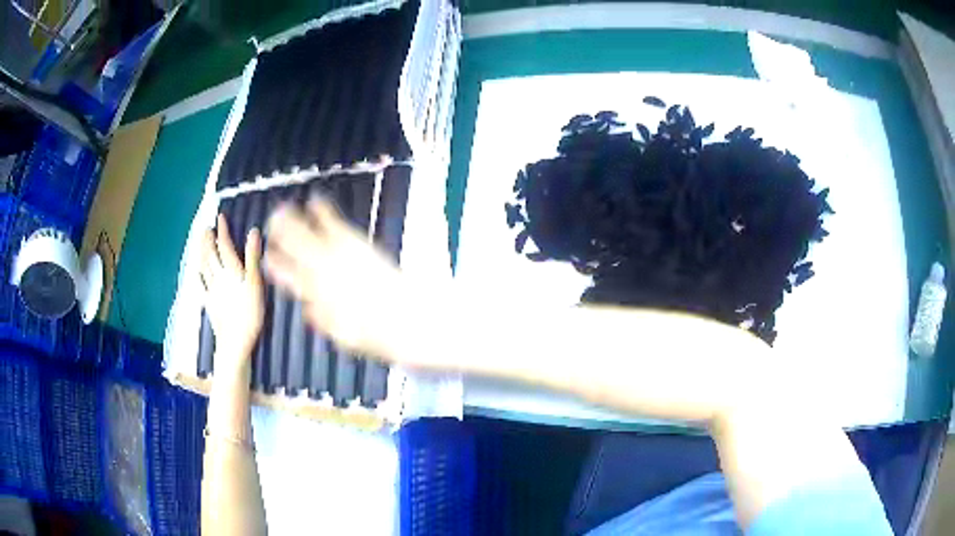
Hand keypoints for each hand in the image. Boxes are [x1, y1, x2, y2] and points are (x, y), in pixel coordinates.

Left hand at [200, 214, 264, 368]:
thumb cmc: (249, 315)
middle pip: (210, 254)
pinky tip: (196, 272)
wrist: (234, 343)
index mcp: (231, 270)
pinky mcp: (209, 303)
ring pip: (203, 266)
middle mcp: (218, 277)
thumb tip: (253, 231)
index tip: (221, 217)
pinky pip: (201, 285)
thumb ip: (253, 258)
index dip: (223, 230)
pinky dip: (198, 274)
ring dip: (201, 251)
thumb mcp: (255, 285)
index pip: (225, 245)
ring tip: (199, 241)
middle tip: (206, 227)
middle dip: (208, 239)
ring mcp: (211, 290)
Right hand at [263, 197, 403, 356]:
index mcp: (316, 295)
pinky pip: (333, 222)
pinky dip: (321, 210)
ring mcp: (337, 254)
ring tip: (281, 210)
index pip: (289, 278)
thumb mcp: (345, 336)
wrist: (405, 317)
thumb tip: (307, 310)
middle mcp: (321, 272)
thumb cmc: (376, 332)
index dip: (276, 267)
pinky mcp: (355, 243)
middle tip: (269, 224)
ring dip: (292, 220)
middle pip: (294, 249)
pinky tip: (315, 199)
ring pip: (307, 233)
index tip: (267, 259)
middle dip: (279, 236)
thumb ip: (323, 321)